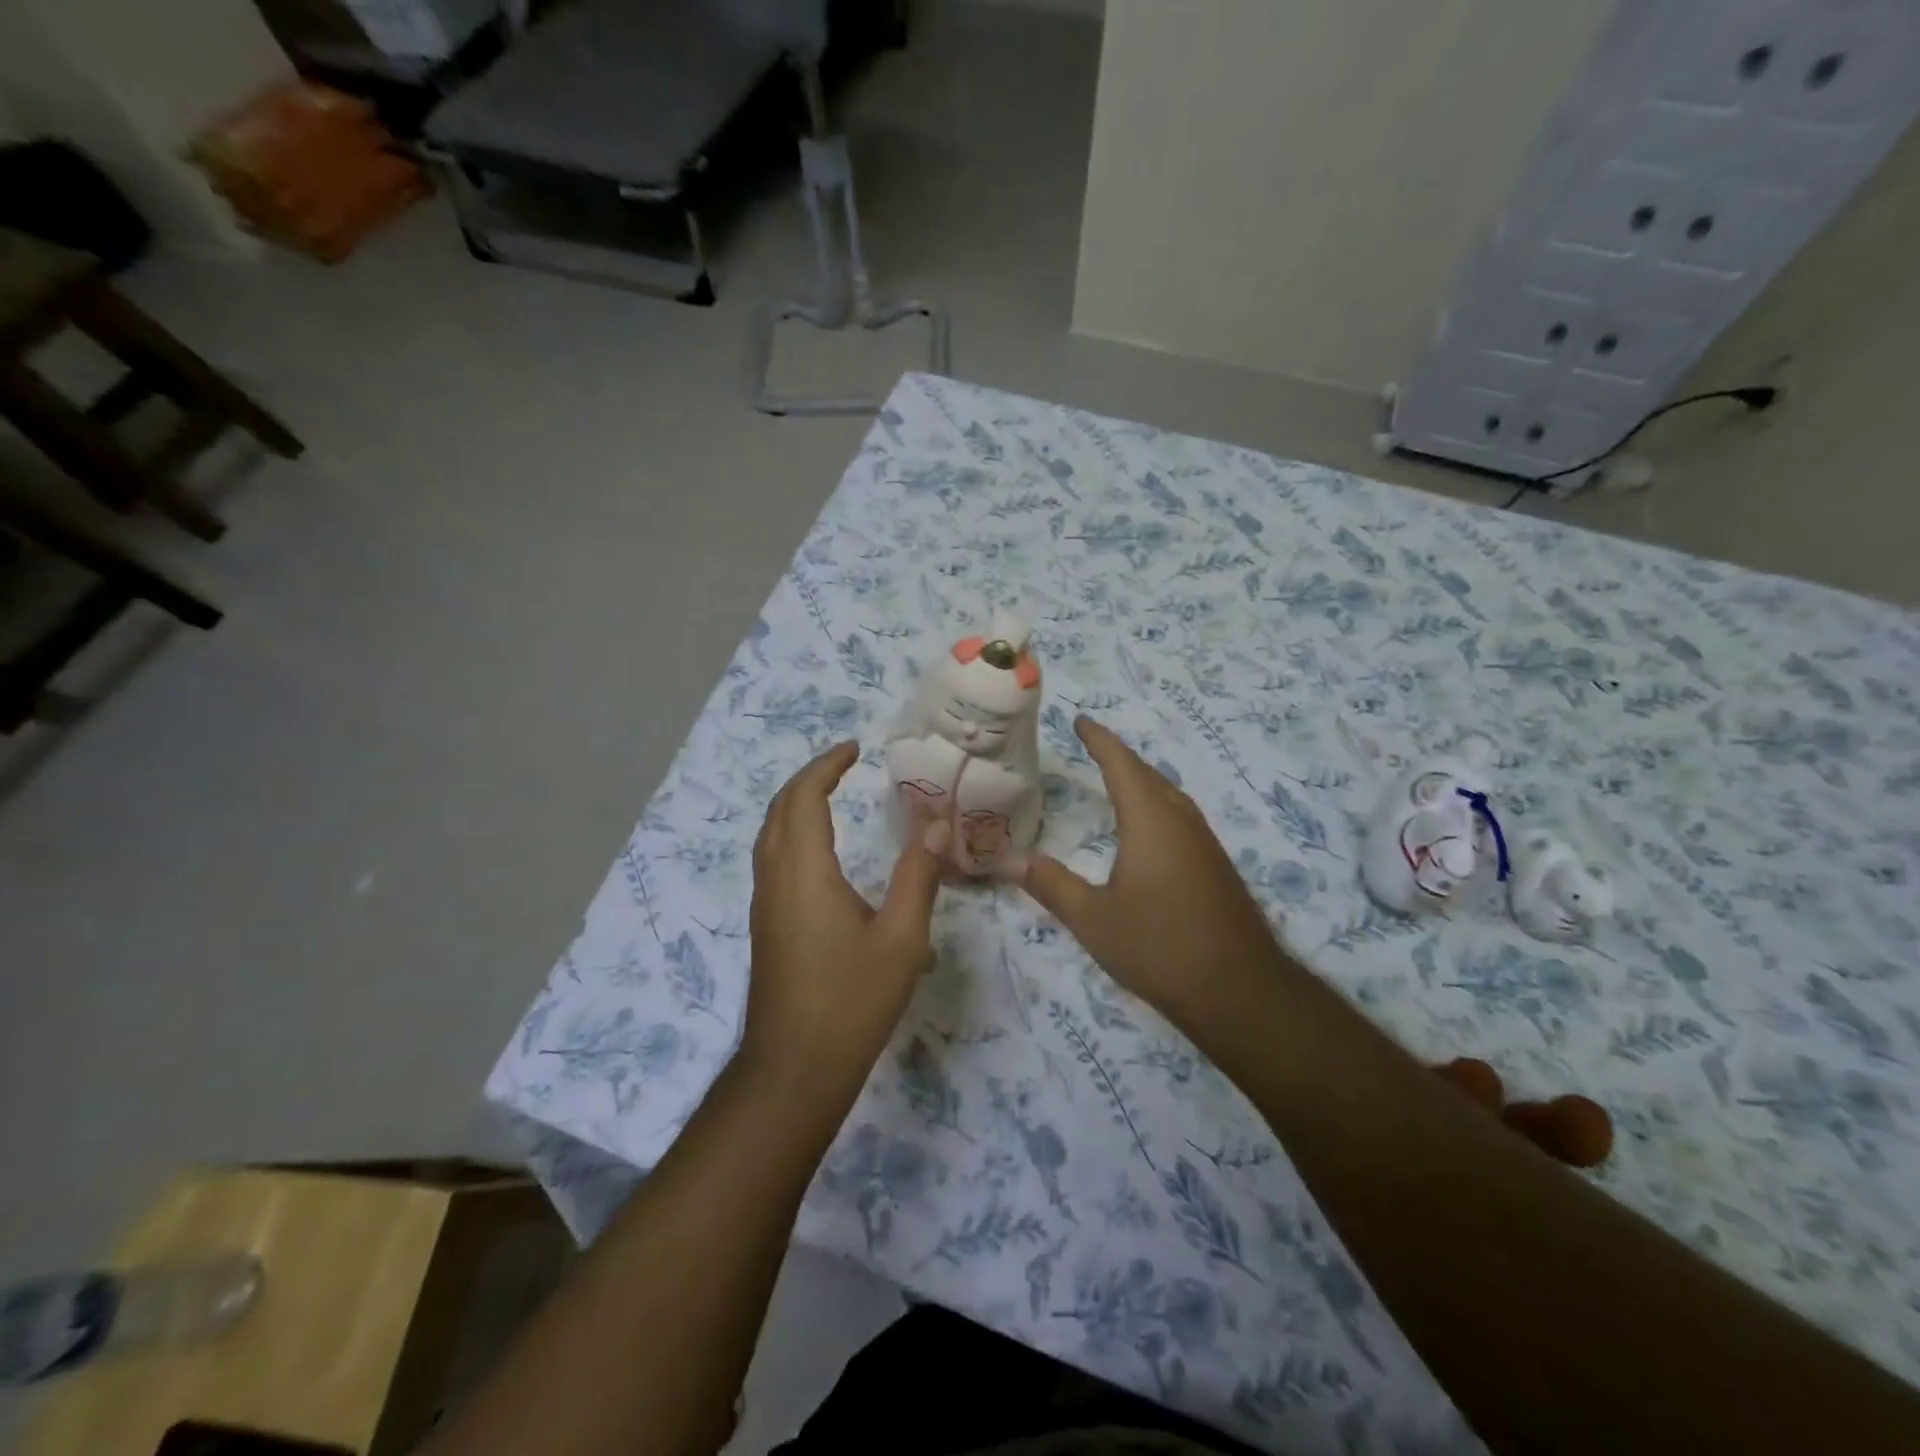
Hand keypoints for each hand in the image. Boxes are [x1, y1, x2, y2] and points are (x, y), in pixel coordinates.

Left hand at [741, 742, 943, 1098]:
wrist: (794, 1070)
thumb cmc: (850, 1002)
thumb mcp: (900, 939)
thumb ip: (918, 876)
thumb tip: (935, 823)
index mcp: (805, 873)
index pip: (804, 798)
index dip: (826, 766)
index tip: (855, 749)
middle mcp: (775, 880)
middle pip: (779, 810)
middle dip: (808, 778)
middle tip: (844, 765)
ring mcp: (764, 905)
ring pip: (770, 836)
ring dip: (795, 805)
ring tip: (831, 795)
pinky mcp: (765, 926)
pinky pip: (772, 859)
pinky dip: (792, 833)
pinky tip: (819, 852)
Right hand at [1020, 717, 1287, 1030]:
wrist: (1240, 990)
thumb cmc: (1159, 947)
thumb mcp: (1093, 919)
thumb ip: (1051, 884)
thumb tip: (1010, 858)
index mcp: (1150, 820)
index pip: (1120, 764)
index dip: (1099, 739)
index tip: (1080, 719)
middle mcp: (1181, 821)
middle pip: (1148, 774)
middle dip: (1119, 756)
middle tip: (1092, 746)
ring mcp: (1204, 843)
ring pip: (1169, 795)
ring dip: (1141, 780)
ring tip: (1116, 779)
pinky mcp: (1216, 866)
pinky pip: (1180, 817)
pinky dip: (1156, 805)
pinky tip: (1148, 830)